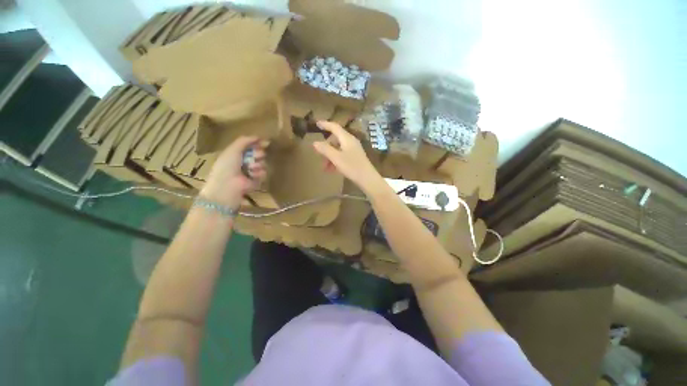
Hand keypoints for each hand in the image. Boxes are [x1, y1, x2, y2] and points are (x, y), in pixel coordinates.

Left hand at [201, 136, 266, 207]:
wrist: (228, 184)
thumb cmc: (227, 165)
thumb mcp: (233, 149)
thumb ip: (244, 141)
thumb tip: (258, 136)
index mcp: (237, 154)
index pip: (251, 146)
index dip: (257, 144)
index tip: (264, 142)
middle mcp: (245, 162)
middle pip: (259, 154)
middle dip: (258, 154)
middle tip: (256, 156)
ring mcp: (252, 172)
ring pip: (263, 163)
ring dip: (258, 164)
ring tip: (251, 168)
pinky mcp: (257, 181)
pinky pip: (264, 173)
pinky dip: (259, 173)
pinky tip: (252, 175)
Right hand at [312, 121, 383, 193]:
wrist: (367, 179)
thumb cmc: (352, 167)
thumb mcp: (336, 158)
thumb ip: (325, 149)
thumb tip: (314, 142)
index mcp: (347, 138)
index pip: (334, 127)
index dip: (325, 124)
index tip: (316, 123)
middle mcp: (351, 141)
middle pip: (335, 139)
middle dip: (326, 147)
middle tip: (318, 155)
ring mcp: (354, 149)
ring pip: (338, 149)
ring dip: (330, 156)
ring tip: (325, 168)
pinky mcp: (355, 157)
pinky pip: (342, 155)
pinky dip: (335, 160)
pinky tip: (332, 170)